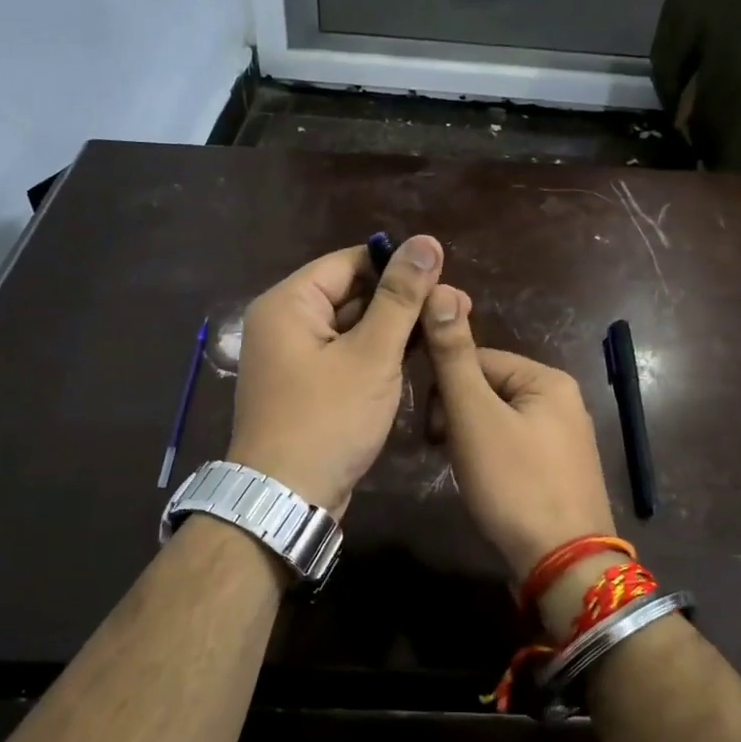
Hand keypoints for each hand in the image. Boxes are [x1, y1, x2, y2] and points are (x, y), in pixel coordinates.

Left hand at [227, 235, 443, 516]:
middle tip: (456, 307)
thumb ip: (401, 298)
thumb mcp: (371, 355)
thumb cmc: (328, 420)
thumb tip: (426, 241)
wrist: (286, 500)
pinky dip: (376, 355)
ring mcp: (293, 357)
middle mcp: (285, 322)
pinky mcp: (307, 386)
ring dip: (394, 329)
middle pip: (351, 293)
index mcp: (289, 303)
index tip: (445, 278)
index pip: (350, 262)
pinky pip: (345, 355)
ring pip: (351, 327)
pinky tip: (415, 359)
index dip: (398, 266)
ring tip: (443, 331)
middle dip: (401, 300)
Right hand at [420, 284, 616, 583]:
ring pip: (498, 421)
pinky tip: (486, 485)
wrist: (563, 564)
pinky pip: (514, 448)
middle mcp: (564, 401)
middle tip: (445, 451)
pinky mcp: (561, 471)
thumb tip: (441, 287)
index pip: (477, 359)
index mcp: (547, 379)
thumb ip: (454, 355)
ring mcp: (566, 439)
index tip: (431, 429)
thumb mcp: (474, 415)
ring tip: (464, 471)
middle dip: (457, 416)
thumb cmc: (514, 483)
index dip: (445, 389)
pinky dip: (491, 460)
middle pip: (488, 389)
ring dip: (470, 439)